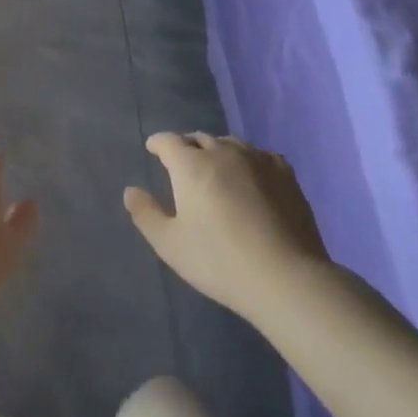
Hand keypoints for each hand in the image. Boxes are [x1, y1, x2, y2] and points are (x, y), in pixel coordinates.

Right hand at [125, 133, 328, 319]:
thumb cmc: (219, 261)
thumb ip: (146, 214)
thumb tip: (131, 191)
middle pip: (199, 139)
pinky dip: (247, 160)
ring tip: (216, 170)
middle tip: (183, 165)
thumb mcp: (170, 244)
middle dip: (187, 147)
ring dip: (217, 151)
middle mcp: (222, 152)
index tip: (154, 149)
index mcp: (190, 165)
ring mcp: (257, 159)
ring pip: (229, 143)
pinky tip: (250, 177)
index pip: (168, 141)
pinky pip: (259, 155)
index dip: (158, 143)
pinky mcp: (285, 173)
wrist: (286, 277)